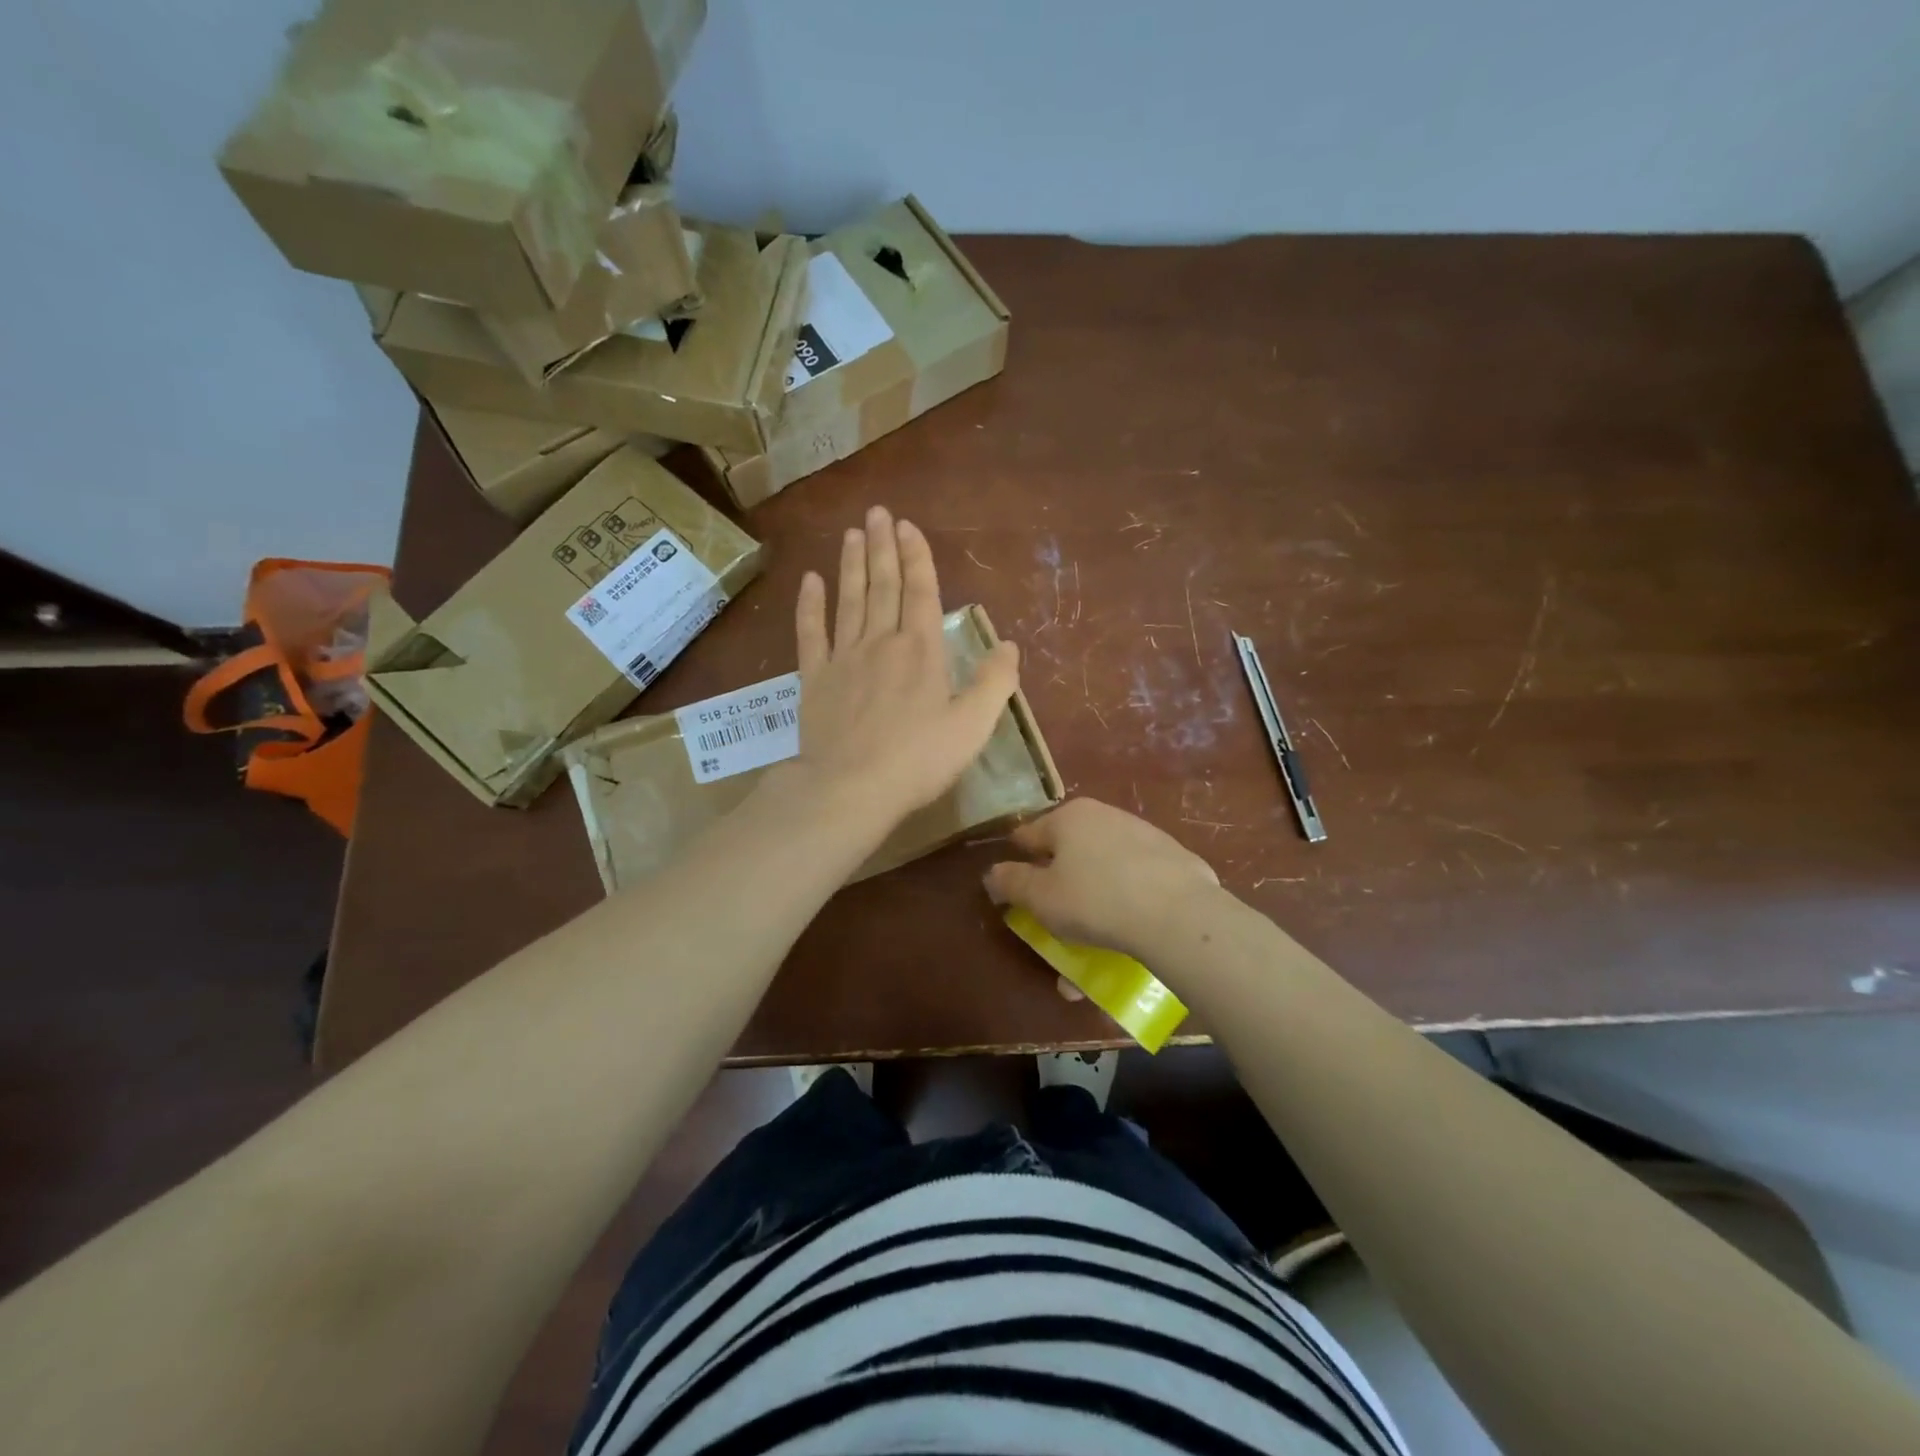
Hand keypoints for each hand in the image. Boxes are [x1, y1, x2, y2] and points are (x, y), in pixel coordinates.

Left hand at [785, 505, 1019, 833]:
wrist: (850, 787)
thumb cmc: (917, 760)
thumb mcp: (973, 726)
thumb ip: (995, 682)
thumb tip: (1009, 645)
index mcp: (921, 651)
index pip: (921, 592)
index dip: (916, 557)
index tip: (907, 526)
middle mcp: (881, 642)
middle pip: (882, 586)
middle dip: (882, 547)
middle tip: (877, 513)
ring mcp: (843, 658)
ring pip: (848, 601)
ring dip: (851, 565)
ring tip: (851, 533)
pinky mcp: (814, 679)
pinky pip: (810, 633)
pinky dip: (809, 605)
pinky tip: (810, 581)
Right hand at [985, 798, 1220, 961]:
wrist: (1179, 914)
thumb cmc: (1095, 899)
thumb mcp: (1040, 898)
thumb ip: (1011, 883)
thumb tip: (993, 873)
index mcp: (1068, 817)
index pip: (1028, 836)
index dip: (1017, 864)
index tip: (1015, 892)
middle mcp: (1104, 815)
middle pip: (1068, 852)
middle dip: (1058, 889)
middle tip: (1055, 923)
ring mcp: (1143, 834)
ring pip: (1103, 870)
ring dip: (1091, 903)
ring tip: (1091, 944)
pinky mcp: (1174, 859)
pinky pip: (1136, 882)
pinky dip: (1125, 904)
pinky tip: (1127, 935)